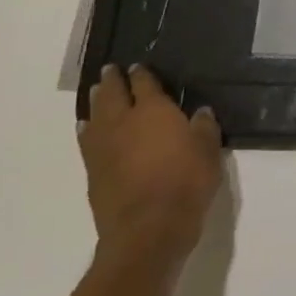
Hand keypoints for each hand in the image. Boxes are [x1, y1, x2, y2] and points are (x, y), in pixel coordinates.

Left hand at [80, 64, 225, 266]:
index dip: (142, 73)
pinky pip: (87, 139)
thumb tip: (200, 112)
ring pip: (95, 114)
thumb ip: (204, 127)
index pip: (145, 84)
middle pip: (113, 94)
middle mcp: (123, 121)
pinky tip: (87, 127)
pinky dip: (87, 128)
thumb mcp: (209, 152)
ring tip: (96, 92)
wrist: (148, 229)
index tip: (139, 66)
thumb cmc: (186, 183)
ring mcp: (103, 146)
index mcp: (154, 110)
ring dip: (96, 101)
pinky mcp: (93, 170)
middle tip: (111, 70)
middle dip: (112, 80)